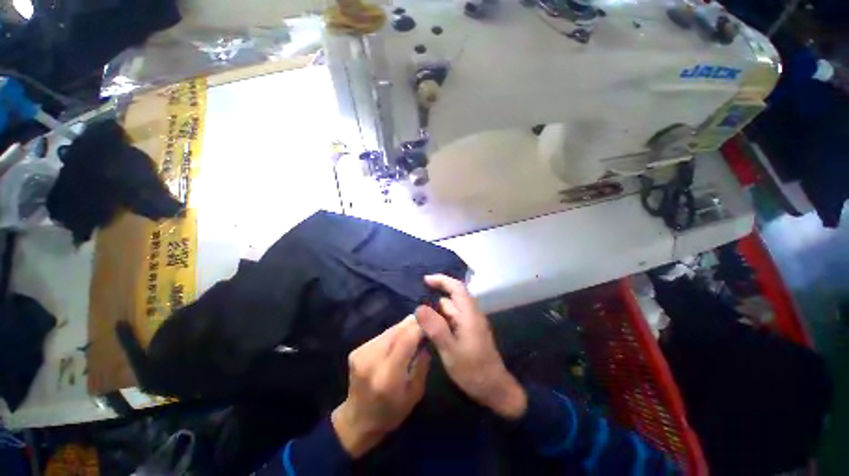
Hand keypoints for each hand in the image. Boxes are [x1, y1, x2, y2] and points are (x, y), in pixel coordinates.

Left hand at [331, 316, 429, 457]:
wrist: (357, 420)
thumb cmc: (391, 412)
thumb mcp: (415, 394)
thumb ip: (422, 365)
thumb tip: (426, 341)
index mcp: (388, 376)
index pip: (406, 340)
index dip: (419, 328)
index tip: (431, 322)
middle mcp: (371, 361)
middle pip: (396, 332)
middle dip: (412, 324)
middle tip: (425, 320)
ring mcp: (361, 354)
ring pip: (388, 331)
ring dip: (402, 327)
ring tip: (414, 326)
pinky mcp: (356, 350)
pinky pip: (381, 336)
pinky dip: (392, 334)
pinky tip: (399, 337)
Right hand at [415, 275, 526, 419]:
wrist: (495, 389)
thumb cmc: (473, 370)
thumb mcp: (450, 350)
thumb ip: (435, 328)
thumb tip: (419, 307)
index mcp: (469, 314)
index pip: (456, 287)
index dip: (441, 280)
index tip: (425, 280)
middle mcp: (471, 314)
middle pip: (452, 299)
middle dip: (435, 300)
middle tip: (417, 312)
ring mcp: (472, 323)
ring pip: (452, 309)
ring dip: (437, 312)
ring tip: (421, 323)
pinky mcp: (470, 331)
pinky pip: (454, 319)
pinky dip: (442, 320)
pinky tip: (433, 331)